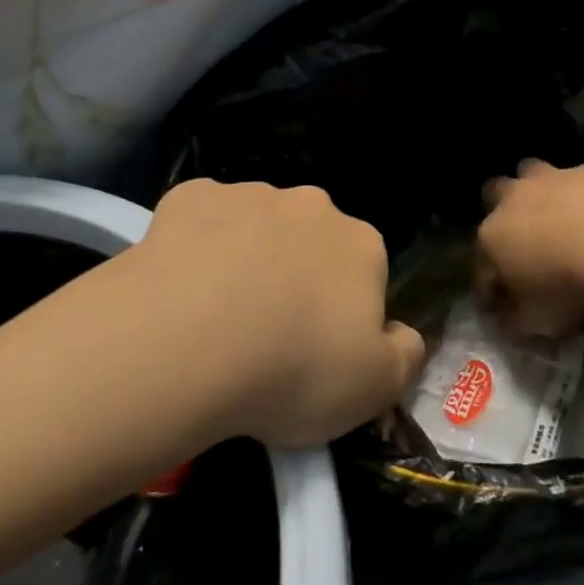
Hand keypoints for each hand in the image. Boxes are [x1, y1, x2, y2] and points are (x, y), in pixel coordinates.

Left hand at [128, 179, 424, 447]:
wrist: (187, 342)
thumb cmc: (293, 369)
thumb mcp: (374, 389)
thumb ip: (404, 355)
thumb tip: (403, 335)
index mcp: (361, 245)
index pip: (365, 272)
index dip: (343, 312)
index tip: (316, 350)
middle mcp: (312, 206)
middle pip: (311, 241)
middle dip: (296, 274)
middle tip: (266, 334)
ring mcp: (250, 195)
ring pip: (256, 226)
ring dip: (247, 257)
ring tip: (214, 316)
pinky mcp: (191, 197)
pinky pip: (202, 218)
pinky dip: (196, 244)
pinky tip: (179, 283)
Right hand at [478, 160, 583, 336]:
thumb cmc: (566, 284)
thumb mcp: (539, 320)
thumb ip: (519, 322)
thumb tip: (510, 323)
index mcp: (492, 238)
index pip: (481, 266)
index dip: (489, 287)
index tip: (502, 305)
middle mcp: (512, 200)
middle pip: (492, 194)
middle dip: (501, 210)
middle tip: (522, 235)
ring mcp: (549, 178)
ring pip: (529, 170)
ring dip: (537, 188)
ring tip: (557, 210)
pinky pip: (579, 178)